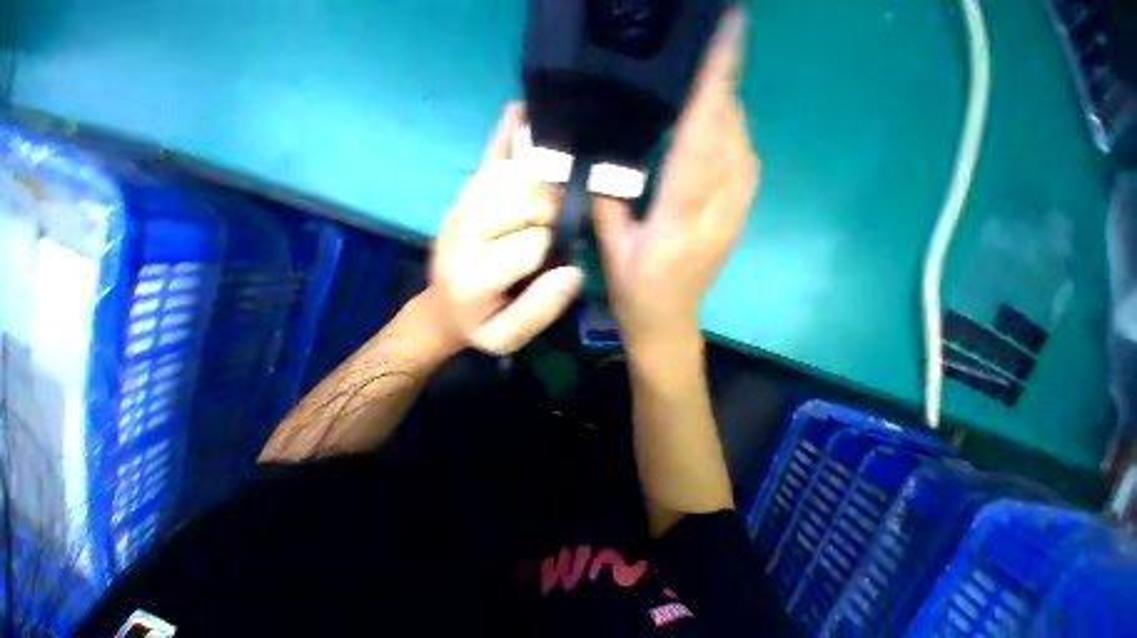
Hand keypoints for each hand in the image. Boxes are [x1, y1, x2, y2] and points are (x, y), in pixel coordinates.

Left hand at [423, 103, 583, 355]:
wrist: (442, 309)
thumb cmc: (479, 326)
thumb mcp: (508, 338)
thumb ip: (541, 310)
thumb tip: (574, 271)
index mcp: (472, 274)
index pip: (532, 243)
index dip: (556, 247)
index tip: (563, 258)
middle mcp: (462, 230)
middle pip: (524, 201)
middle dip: (555, 211)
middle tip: (565, 225)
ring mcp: (461, 205)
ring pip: (514, 175)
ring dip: (546, 179)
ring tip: (562, 190)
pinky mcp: (464, 194)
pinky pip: (491, 156)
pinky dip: (512, 132)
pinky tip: (527, 114)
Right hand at [592, 9, 758, 349]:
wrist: (667, 326)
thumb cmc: (635, 295)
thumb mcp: (612, 252)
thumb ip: (608, 206)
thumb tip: (605, 163)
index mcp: (676, 223)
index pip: (699, 143)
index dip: (712, 88)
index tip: (726, 37)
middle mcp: (714, 215)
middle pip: (730, 139)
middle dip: (724, 90)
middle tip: (707, 55)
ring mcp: (732, 219)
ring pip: (744, 151)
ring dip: (730, 114)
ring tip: (707, 91)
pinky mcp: (736, 223)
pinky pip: (744, 170)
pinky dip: (734, 140)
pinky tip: (716, 135)